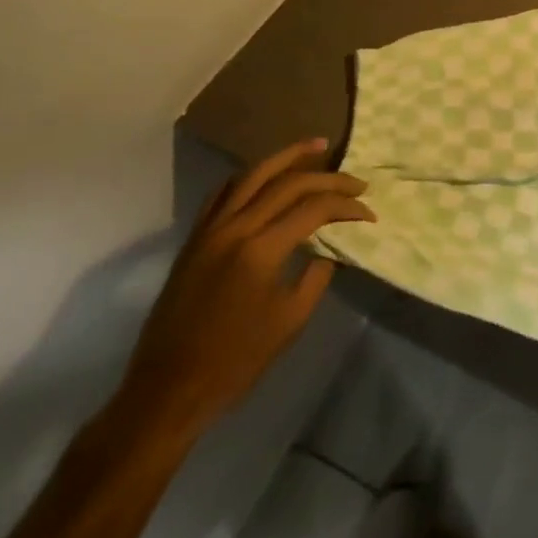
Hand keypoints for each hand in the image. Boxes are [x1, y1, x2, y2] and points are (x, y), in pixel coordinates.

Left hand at [109, 139, 373, 442]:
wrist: (168, 390)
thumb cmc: (236, 361)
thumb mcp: (290, 319)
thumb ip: (317, 275)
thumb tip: (331, 246)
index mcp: (260, 250)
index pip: (314, 209)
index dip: (346, 207)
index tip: (369, 214)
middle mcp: (234, 229)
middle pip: (287, 184)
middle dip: (328, 178)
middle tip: (356, 183)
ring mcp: (209, 231)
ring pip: (251, 176)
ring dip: (287, 158)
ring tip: (316, 147)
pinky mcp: (194, 240)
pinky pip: (223, 194)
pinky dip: (249, 178)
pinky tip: (266, 176)